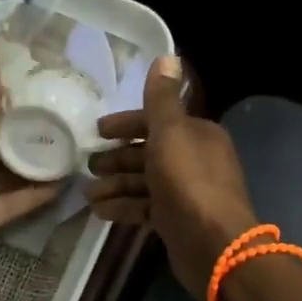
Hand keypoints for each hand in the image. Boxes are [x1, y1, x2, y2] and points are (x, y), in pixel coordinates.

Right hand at [86, 55, 259, 299]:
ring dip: (116, 185)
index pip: (157, 122)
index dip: (126, 125)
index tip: (97, 132)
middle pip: (149, 153)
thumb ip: (162, 98)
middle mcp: (194, 160)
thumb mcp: (171, 133)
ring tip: (88, 193)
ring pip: (145, 182)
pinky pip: (145, 208)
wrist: (214, 245)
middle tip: (88, 166)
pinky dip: (123, 207)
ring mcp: (186, 193)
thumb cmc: (189, 182)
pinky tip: (99, 211)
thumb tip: (168, 55)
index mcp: (198, 135)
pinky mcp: (177, 221)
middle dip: (117, 158)